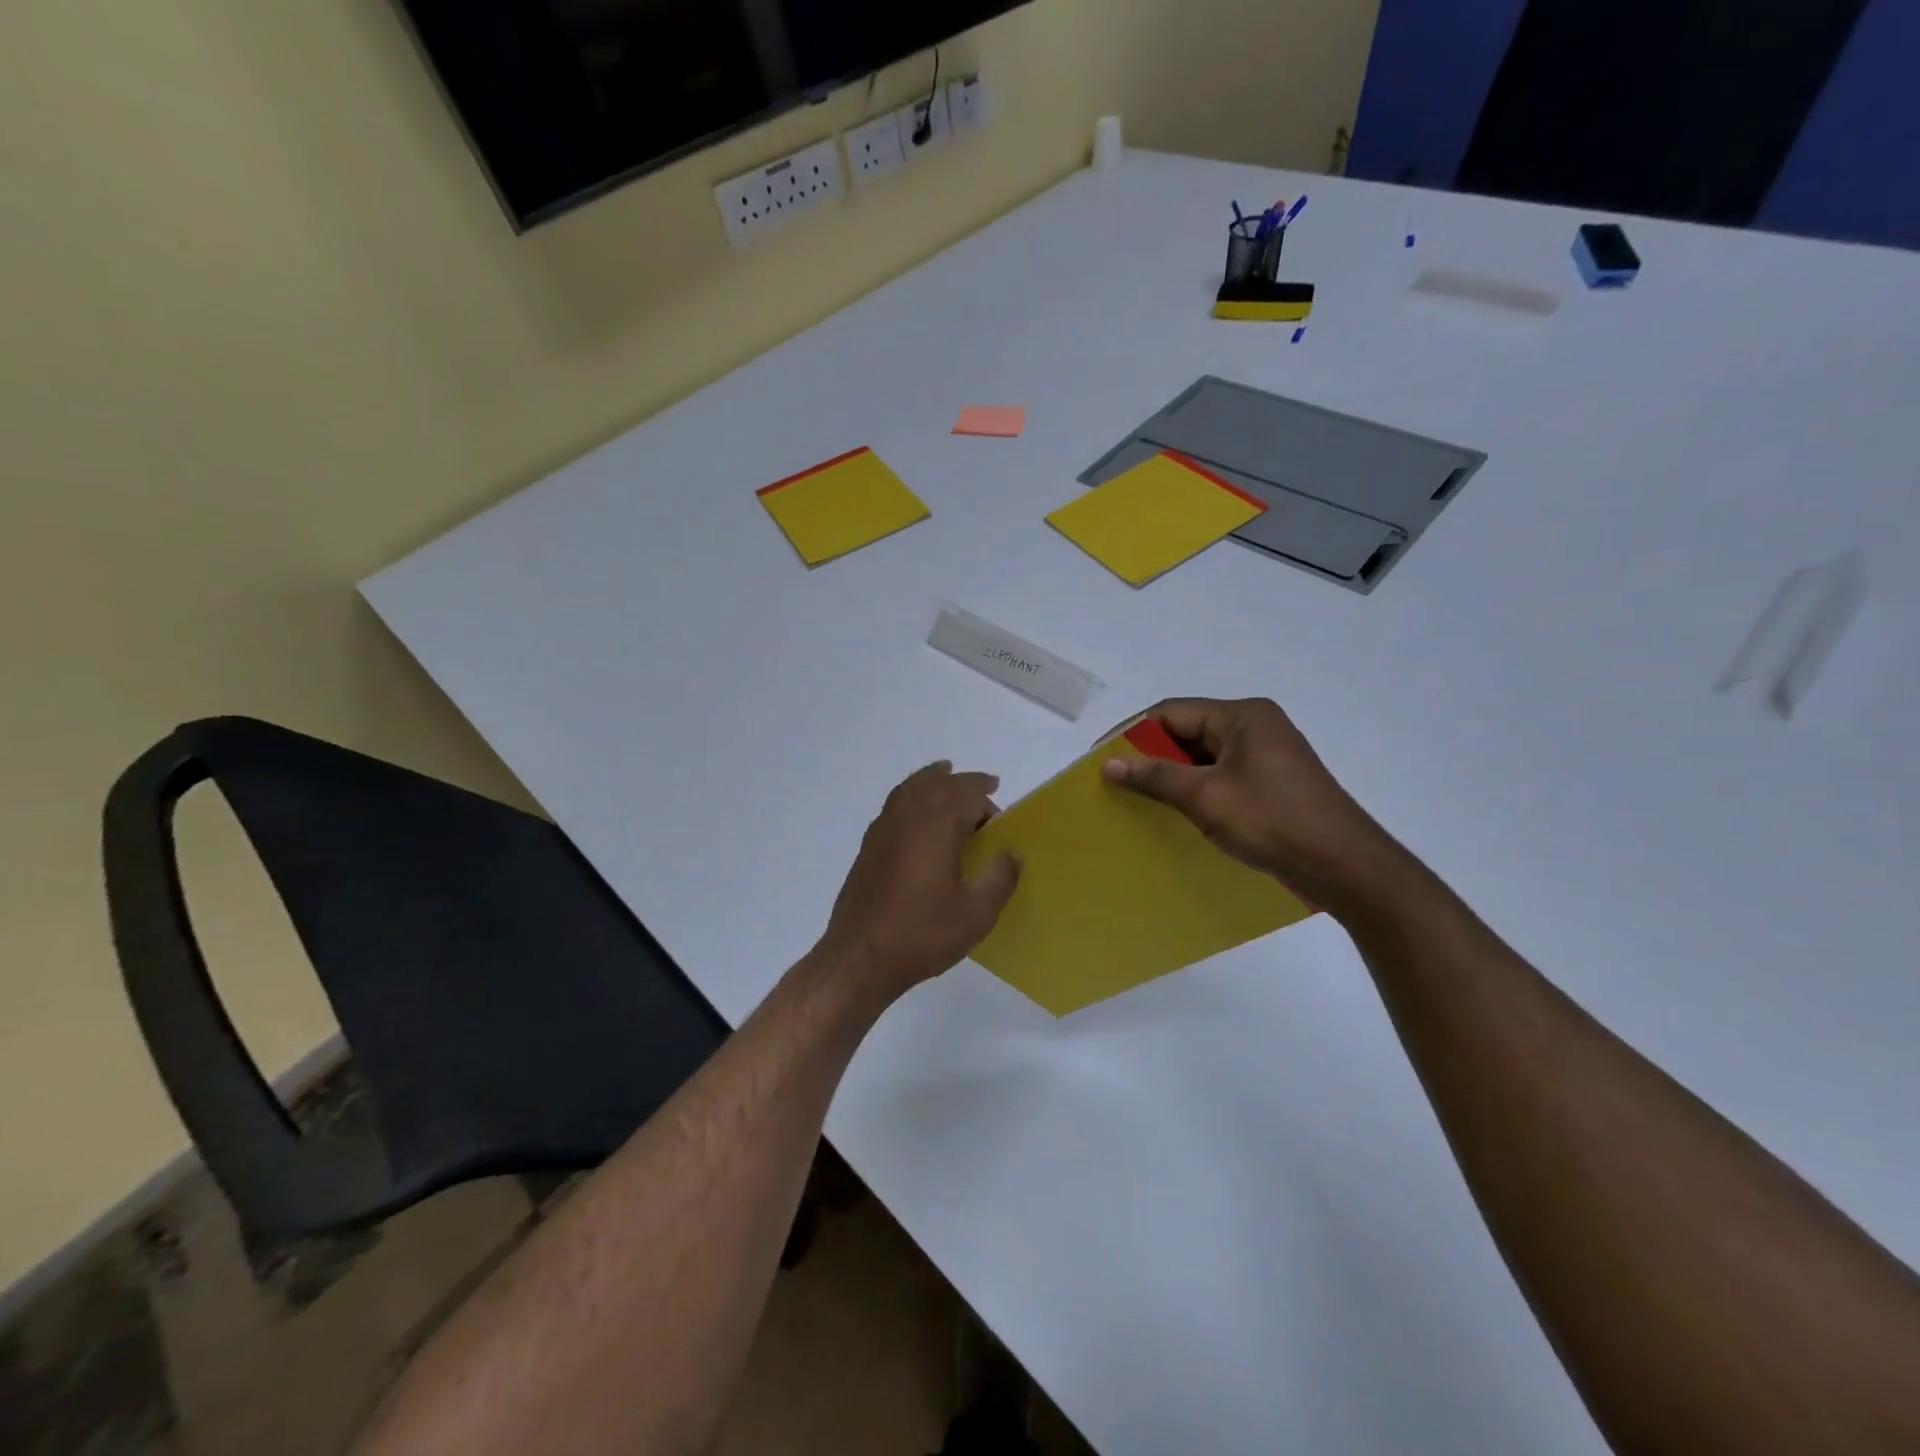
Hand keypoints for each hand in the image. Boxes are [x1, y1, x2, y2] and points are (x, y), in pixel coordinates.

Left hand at [820, 762, 1020, 1003]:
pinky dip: (910, 796)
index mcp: (937, 824)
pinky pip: (894, 805)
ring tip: (945, 777)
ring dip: (932, 780)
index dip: (986, 797)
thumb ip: (999, 879)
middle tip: (983, 788)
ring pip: (910, 788)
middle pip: (937, 783)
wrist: (859, 957)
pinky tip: (917, 817)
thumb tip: (1012, 854)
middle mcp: (908, 816)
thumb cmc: (922, 933)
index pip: (967, 793)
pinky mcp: (868, 847)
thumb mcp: (976, 914)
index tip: (1000, 814)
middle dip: (962, 783)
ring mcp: (883, 829)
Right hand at [1100, 698, 1404, 913]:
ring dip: (1171, 776)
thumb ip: (1155, 776)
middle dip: (1150, 756)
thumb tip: (1109, 763)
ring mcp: (1265, 756)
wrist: (1343, 866)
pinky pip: (1220, 777)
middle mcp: (1254, 727)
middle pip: (1187, 732)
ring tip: (1136, 799)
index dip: (1132, 733)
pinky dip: (1194, 790)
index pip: (1171, 713)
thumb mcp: (1206, 797)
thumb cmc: (1272, 820)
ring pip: (1202, 758)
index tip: (1100, 759)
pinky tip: (1173, 813)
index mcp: (1242, 716)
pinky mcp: (1270, 783)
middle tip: (1115, 782)